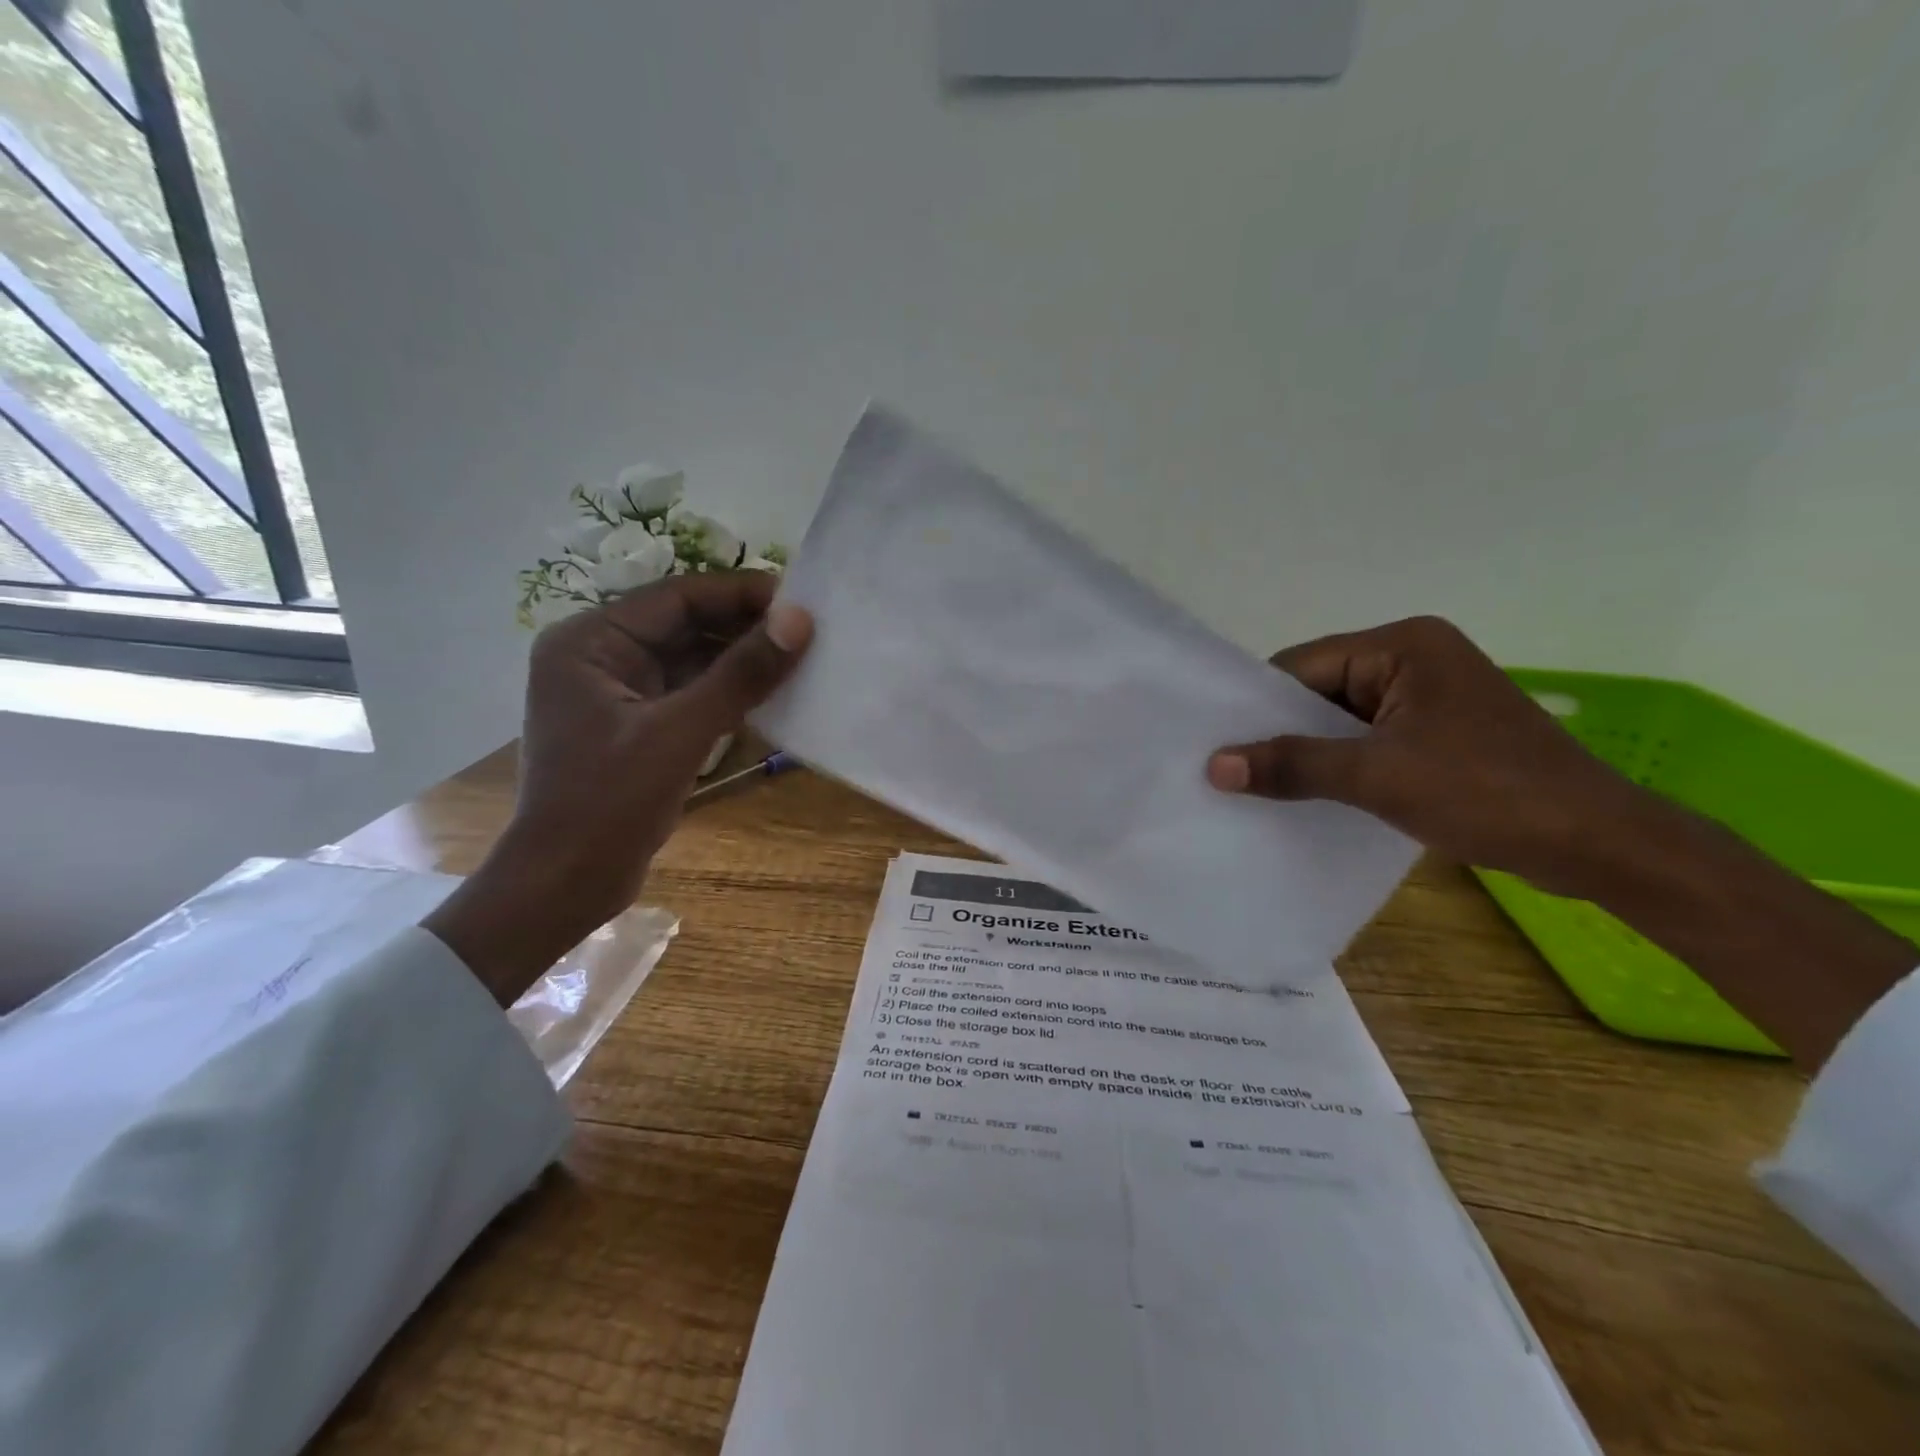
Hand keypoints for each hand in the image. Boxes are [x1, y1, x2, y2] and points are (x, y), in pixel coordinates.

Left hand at [425, 572, 812, 1005]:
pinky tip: (771, 691)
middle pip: (684, 624)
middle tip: (808, 630)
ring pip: (690, 658)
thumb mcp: (680, 733)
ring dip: (740, 659)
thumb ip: (740, 675)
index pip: (676, 597)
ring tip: (799, 656)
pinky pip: (689, 691)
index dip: (739, 594)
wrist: (566, 884)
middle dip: (743, 627)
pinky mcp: (636, 724)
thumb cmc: (610, 804)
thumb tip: (799, 621)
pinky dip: (727, 690)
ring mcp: (617, 691)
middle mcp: (599, 655)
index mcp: (589, 642)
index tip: (799, 601)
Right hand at [1206, 616, 1643, 895]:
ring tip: (1263, 786)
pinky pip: (1371, 738)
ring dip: (1311, 751)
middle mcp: (1415, 658)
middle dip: (1283, 731)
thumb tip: (1214, 766)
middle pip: (1321, 689)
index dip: (1259, 705)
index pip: (1304, 665)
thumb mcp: (1377, 776)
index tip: (1219, 744)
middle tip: (1232, 770)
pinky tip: (1313, 793)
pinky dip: (1342, 763)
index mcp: (1403, 646)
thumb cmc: (1486, 793)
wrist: (1597, 843)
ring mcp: (1431, 695)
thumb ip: (1292, 765)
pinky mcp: (1441, 730)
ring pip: (1343, 718)